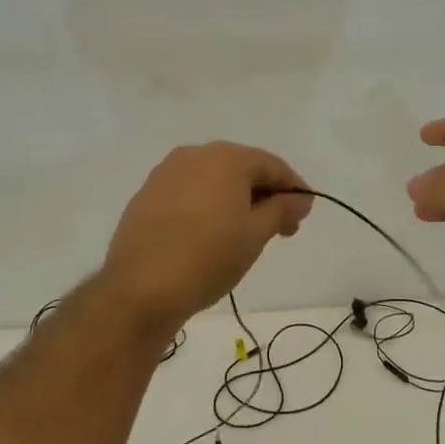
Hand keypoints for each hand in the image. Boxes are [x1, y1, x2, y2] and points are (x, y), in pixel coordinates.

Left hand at [103, 143, 313, 330]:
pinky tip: (210, 234)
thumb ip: (282, 209)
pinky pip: (188, 193)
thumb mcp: (256, 235)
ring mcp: (165, 174)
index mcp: (226, 158)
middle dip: (264, 194)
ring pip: (212, 180)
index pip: (272, 165)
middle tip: (279, 228)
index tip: (303, 215)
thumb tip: (300, 198)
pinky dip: (206, 206)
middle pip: (241, 168)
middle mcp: (194, 155)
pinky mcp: (146, 196)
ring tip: (245, 233)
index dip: (294, 188)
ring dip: (234, 199)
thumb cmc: (209, 257)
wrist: (142, 288)